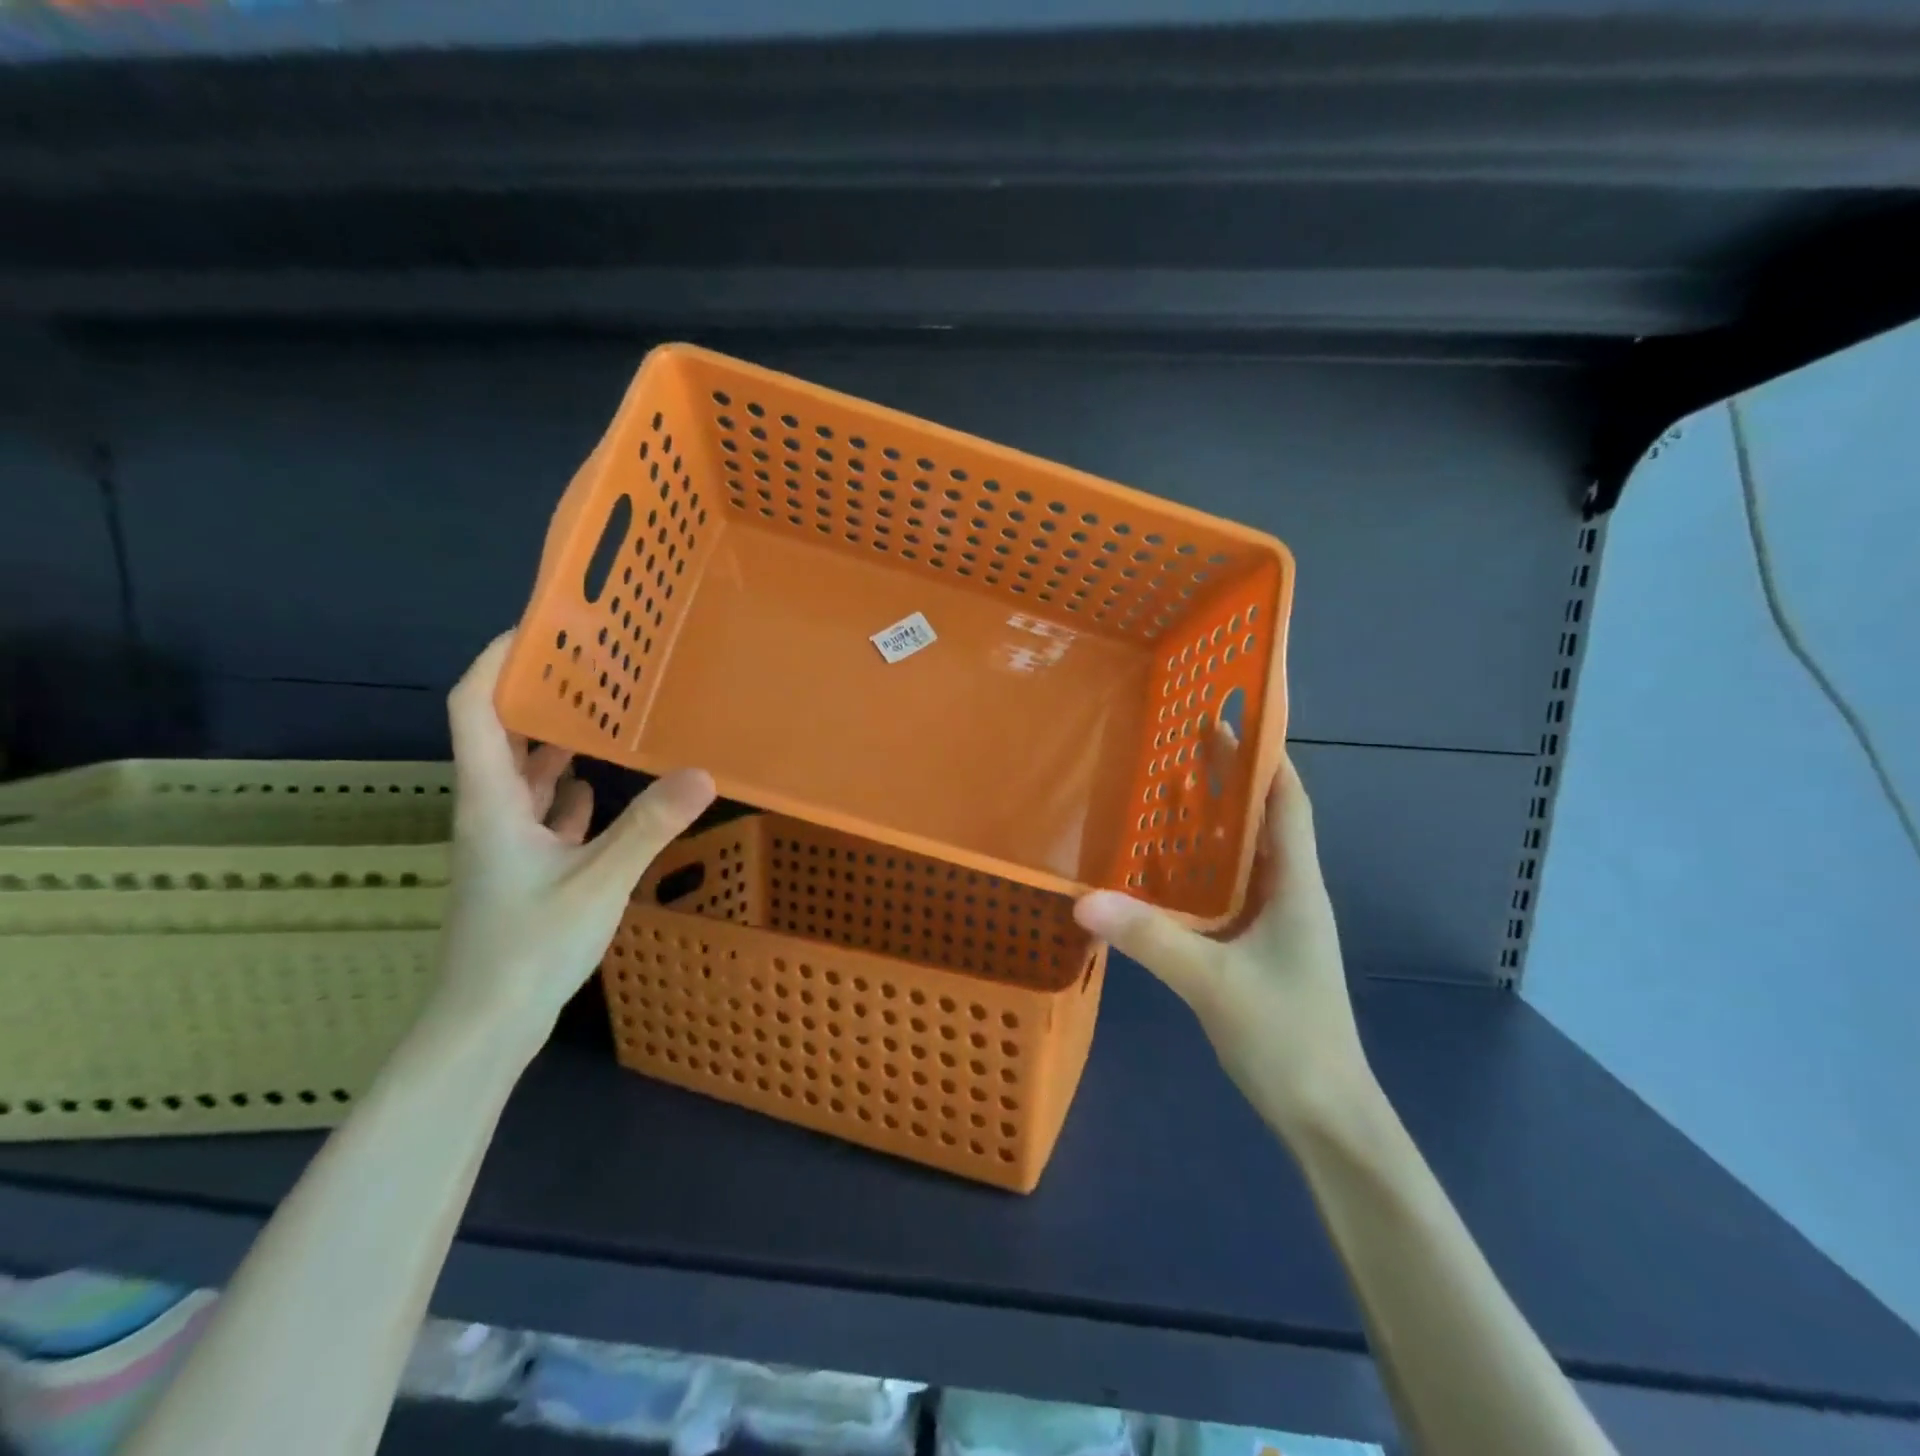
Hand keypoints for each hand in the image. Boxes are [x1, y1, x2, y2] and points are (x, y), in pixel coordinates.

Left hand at [436, 632, 715, 1055]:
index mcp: (491, 800)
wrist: (486, 1025)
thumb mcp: (599, 880)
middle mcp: (489, 811)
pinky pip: (539, 812)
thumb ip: (650, 825)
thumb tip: (705, 772)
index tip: (539, 628)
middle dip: (537, 695)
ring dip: (553, 742)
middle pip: (499, 733)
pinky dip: (564, 792)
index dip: (496, 660)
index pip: (473, 707)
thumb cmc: (529, 948)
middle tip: (591, 666)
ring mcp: (502, 843)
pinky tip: (596, 790)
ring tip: (602, 715)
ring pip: (521, 774)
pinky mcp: (520, 869)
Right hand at [1074, 753, 1374, 1139]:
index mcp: (1296, 885)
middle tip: (1179, 741)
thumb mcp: (1213, 984)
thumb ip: (1151, 939)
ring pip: (1245, 853)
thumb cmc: (1286, 1038)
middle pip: (1263, 818)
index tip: (1231, 718)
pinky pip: (1230, 887)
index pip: (1287, 802)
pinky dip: (1203, 864)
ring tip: (1165, 790)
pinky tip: (1164, 866)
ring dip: (1214, 820)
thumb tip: (1084, 898)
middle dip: (1229, 779)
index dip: (1265, 757)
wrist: (1326, 1115)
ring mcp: (1277, 922)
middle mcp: (1290, 892)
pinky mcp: (1259, 946)